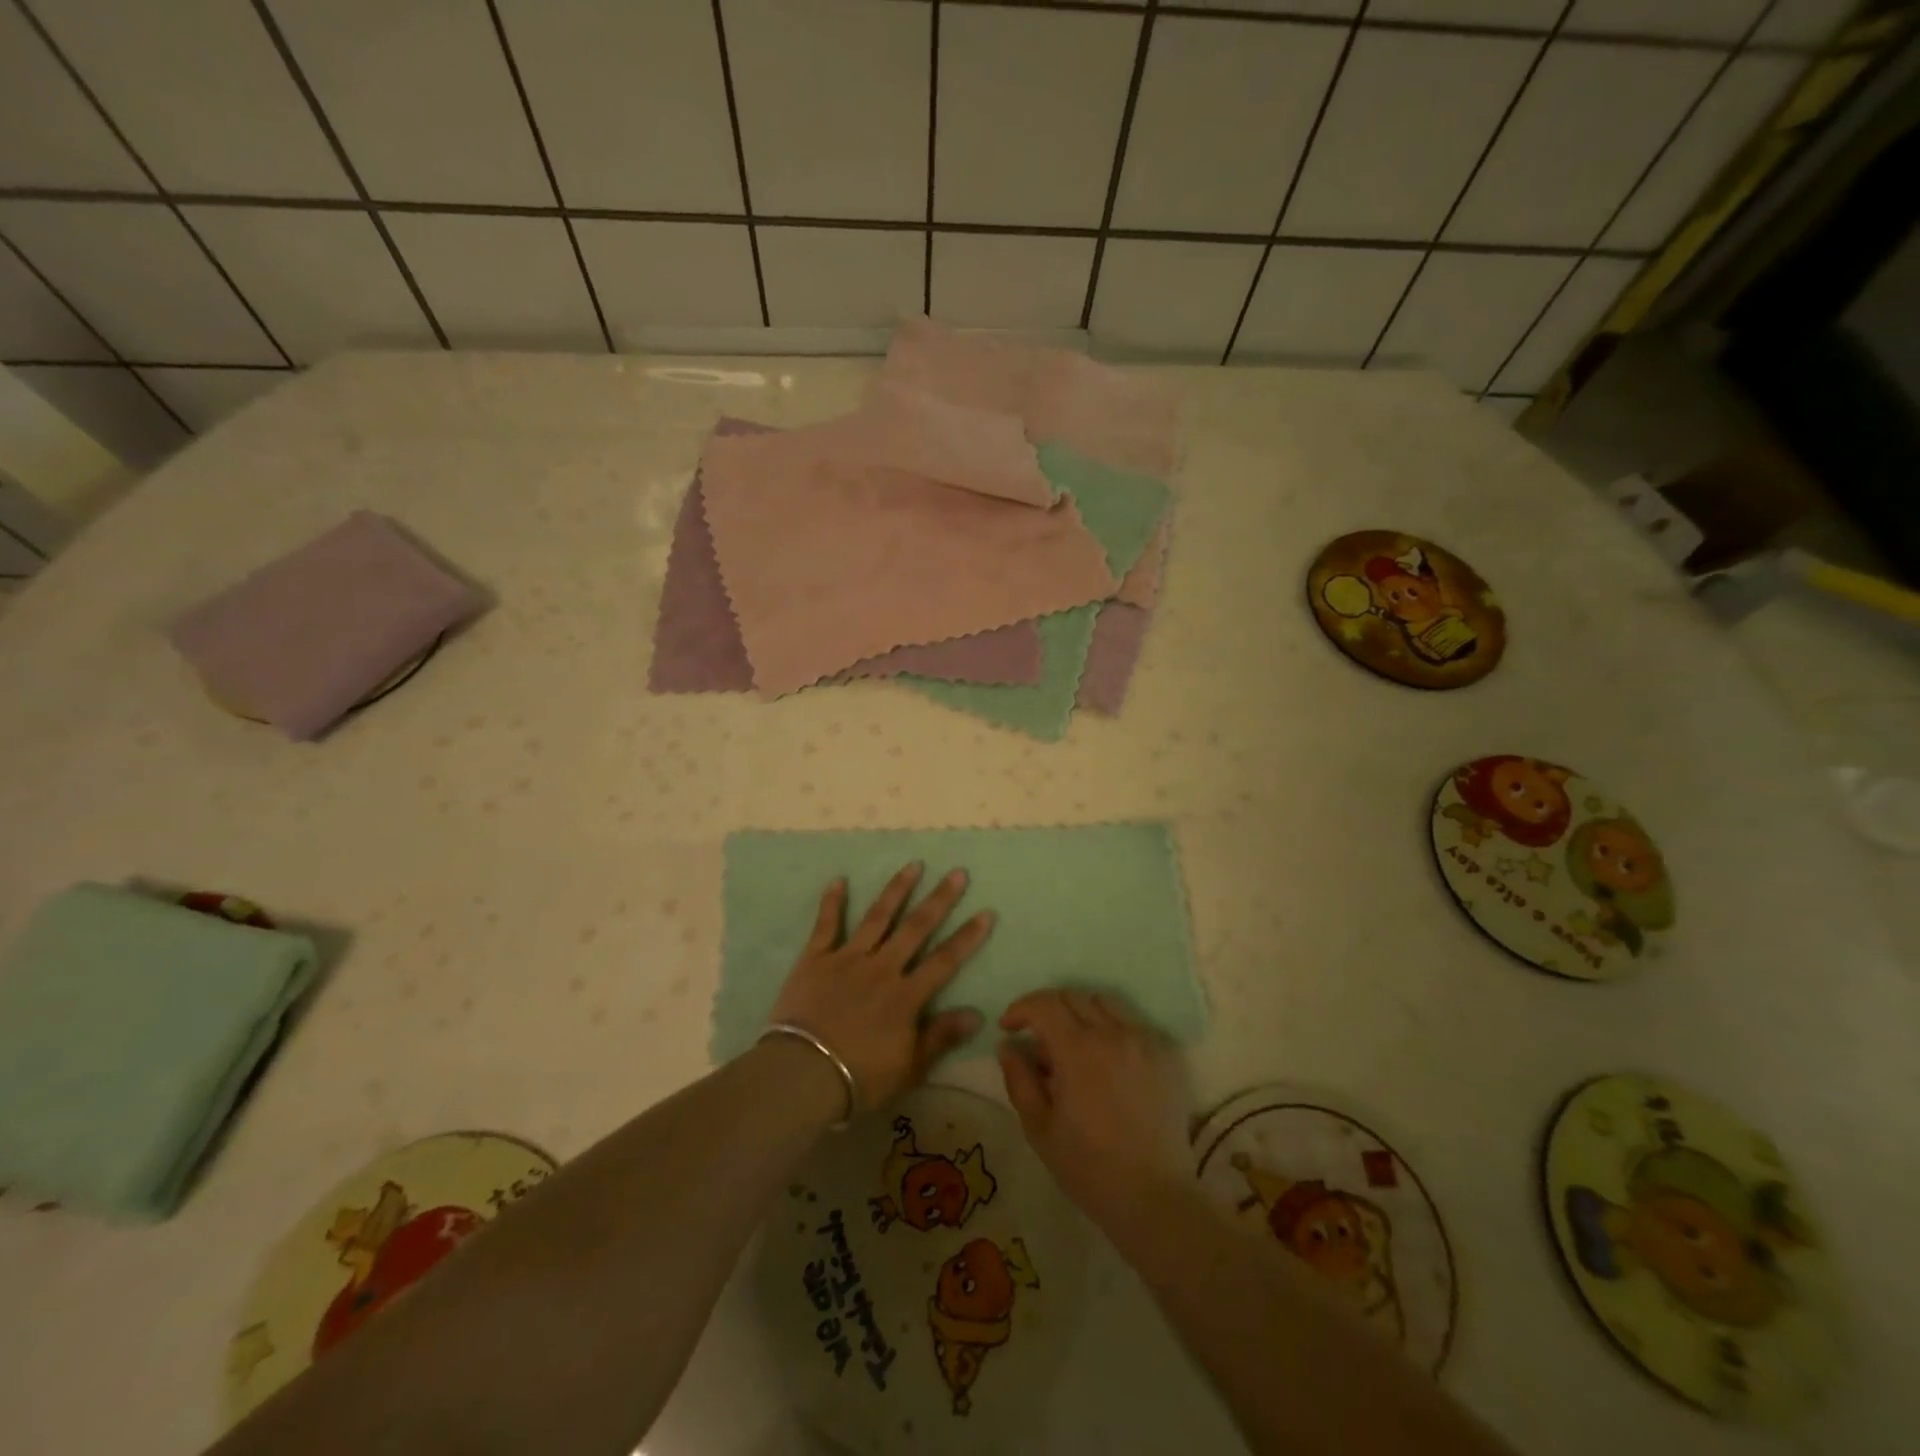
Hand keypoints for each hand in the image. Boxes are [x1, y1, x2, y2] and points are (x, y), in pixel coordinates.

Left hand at [768, 863, 992, 1111]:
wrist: (802, 1073)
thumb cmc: (859, 1077)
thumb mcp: (909, 1068)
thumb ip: (940, 1037)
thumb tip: (977, 1014)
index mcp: (905, 996)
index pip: (945, 961)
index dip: (967, 937)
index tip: (986, 912)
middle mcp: (881, 968)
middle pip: (916, 928)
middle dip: (939, 899)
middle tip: (957, 873)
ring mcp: (847, 959)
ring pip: (877, 917)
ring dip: (897, 890)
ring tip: (913, 864)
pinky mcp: (815, 959)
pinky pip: (825, 925)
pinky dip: (832, 902)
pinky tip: (839, 880)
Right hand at [997, 991, 1190, 1230]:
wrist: (1154, 1198)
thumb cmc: (1089, 1168)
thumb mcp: (1039, 1128)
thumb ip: (1019, 1080)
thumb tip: (1008, 1046)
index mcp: (1078, 1050)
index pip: (1044, 1004)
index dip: (1021, 1009)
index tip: (1008, 1028)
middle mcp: (1113, 1034)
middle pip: (1073, 996)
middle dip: (1047, 1010)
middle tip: (1037, 1039)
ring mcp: (1144, 1041)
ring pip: (1105, 1003)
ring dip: (1080, 1013)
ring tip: (1073, 1045)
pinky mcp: (1167, 1055)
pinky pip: (1133, 1024)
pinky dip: (1112, 1030)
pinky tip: (1107, 1060)